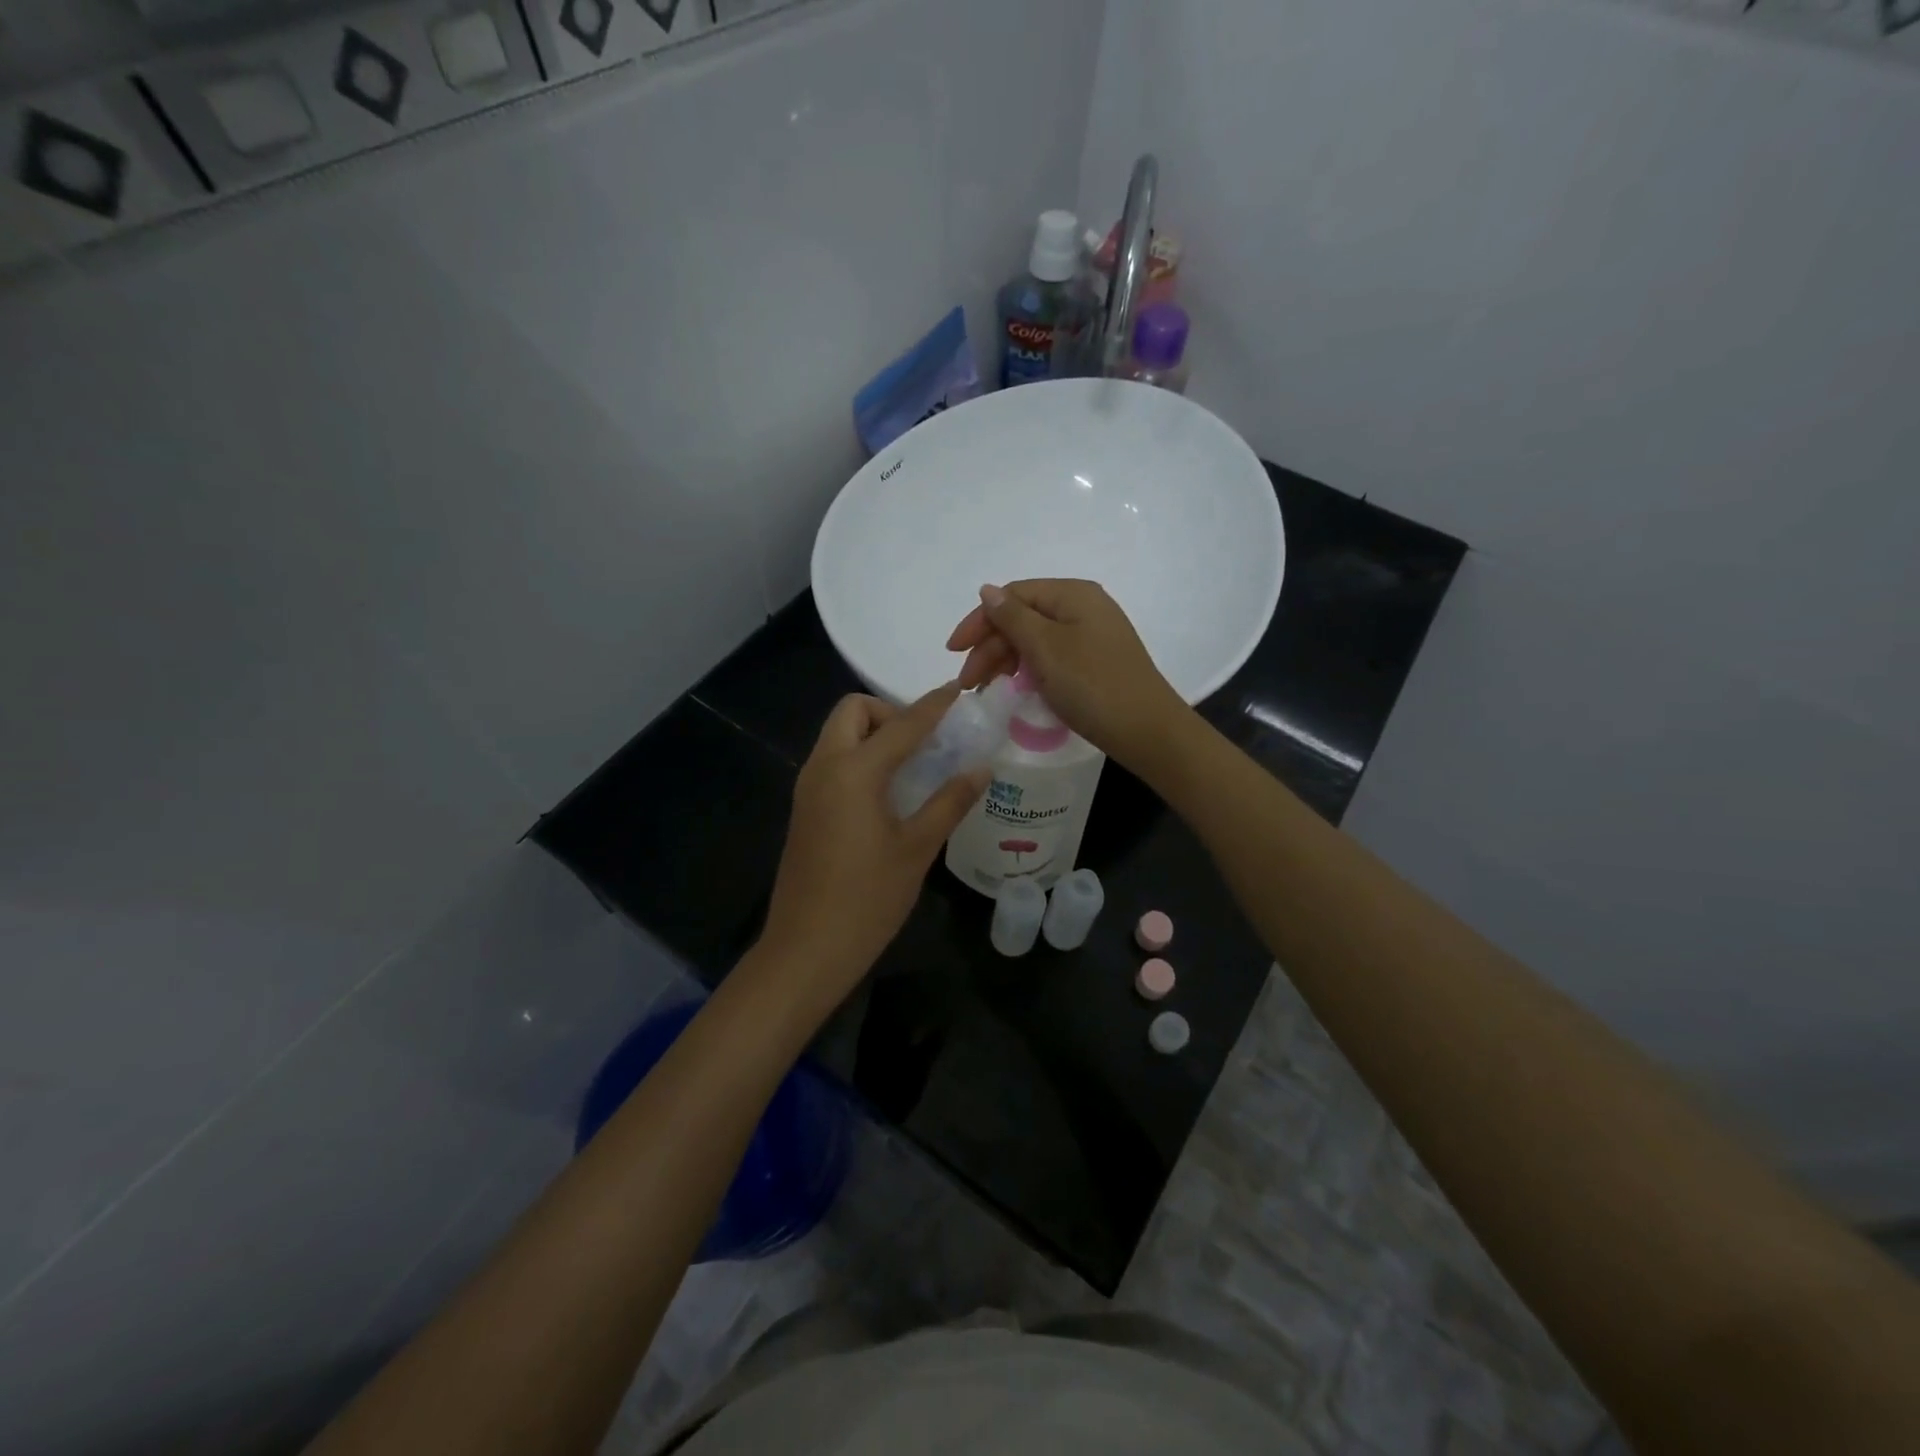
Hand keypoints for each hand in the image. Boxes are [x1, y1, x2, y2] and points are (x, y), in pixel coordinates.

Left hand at [756, 686, 990, 1010]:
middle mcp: (824, 767)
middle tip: (925, 742)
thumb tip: (981, 768)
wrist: (806, 949)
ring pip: (839, 735)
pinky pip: (833, 761)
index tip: (958, 692)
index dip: (933, 706)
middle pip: (853, 712)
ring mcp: (808, 788)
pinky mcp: (805, 809)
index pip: (901, 724)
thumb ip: (950, 802)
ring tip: (915, 764)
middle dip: (889, 712)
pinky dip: (861, 757)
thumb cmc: (867, 899)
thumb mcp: (917, 849)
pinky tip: (890, 791)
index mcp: (853, 771)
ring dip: (874, 734)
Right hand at [947, 580, 1189, 771]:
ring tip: (985, 690)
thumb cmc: (1092, 684)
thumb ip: (1012, 617)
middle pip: (1023, 617)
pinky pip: (1051, 657)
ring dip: (1005, 661)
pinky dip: (1028, 670)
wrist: (1146, 730)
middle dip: (990, 647)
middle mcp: (1083, 607)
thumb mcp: (1046, 648)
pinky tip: (1015, 689)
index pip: (1013, 596)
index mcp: (1072, 594)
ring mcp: (1091, 635)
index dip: (979, 621)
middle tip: (968, 683)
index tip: (953, 652)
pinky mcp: (1095, 662)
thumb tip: (987, 590)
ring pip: (1035, 640)